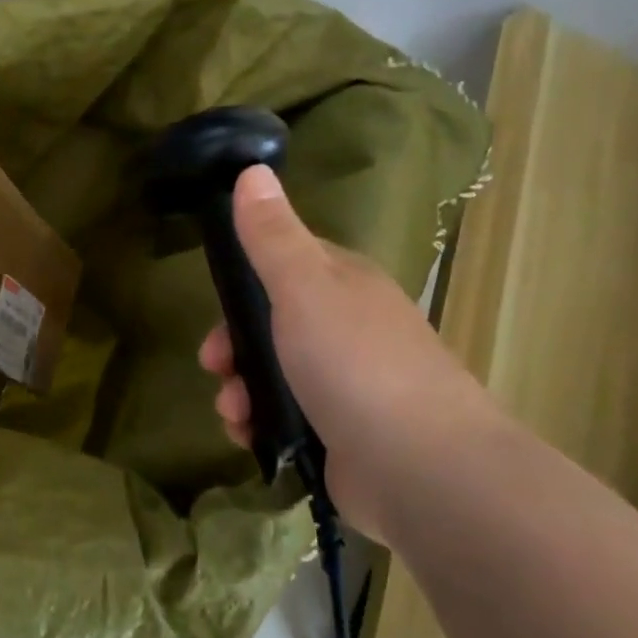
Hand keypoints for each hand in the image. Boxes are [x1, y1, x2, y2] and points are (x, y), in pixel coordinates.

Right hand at [197, 165, 505, 537]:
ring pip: (277, 374)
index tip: (215, 301)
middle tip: (214, 365)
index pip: (287, 262)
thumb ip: (272, 234)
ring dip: (241, 390)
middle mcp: (350, 328)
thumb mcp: (304, 286)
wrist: (423, 468)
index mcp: (345, 284)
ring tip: (233, 414)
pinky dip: (262, 426)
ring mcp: (350, 384)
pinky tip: (249, 438)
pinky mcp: (345, 435)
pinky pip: (289, 420)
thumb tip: (252, 169)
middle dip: (235, 345)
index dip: (245, 279)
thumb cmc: (355, 363)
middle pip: (275, 323)